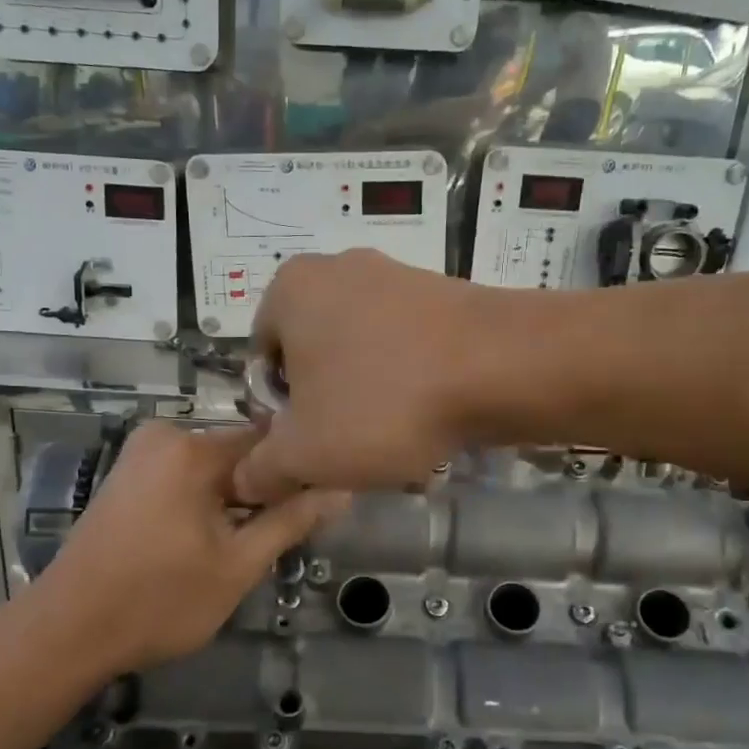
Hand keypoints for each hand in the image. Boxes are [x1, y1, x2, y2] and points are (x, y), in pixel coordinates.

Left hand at [25, 422, 346, 674]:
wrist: (67, 632)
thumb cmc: (158, 601)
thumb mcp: (238, 565)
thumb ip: (292, 522)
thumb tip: (343, 491)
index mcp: (192, 449)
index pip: (272, 440)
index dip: (300, 472)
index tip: (319, 506)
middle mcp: (164, 436)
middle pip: (242, 453)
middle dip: (266, 491)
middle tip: (281, 538)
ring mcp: (141, 455)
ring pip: (216, 468)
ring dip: (238, 500)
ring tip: (248, 545)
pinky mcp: (128, 476)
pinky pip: (188, 477)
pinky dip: (208, 502)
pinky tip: (212, 540)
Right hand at [234, 250, 499, 502]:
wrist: (503, 367)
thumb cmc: (384, 403)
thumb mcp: (305, 454)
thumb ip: (261, 469)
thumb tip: (245, 480)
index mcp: (290, 289)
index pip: (261, 362)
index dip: (279, 414)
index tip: (311, 444)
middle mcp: (338, 269)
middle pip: (313, 359)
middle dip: (326, 408)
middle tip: (352, 447)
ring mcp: (396, 276)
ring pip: (362, 358)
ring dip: (369, 401)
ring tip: (397, 438)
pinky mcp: (443, 295)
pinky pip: (407, 349)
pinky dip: (410, 384)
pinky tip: (431, 417)